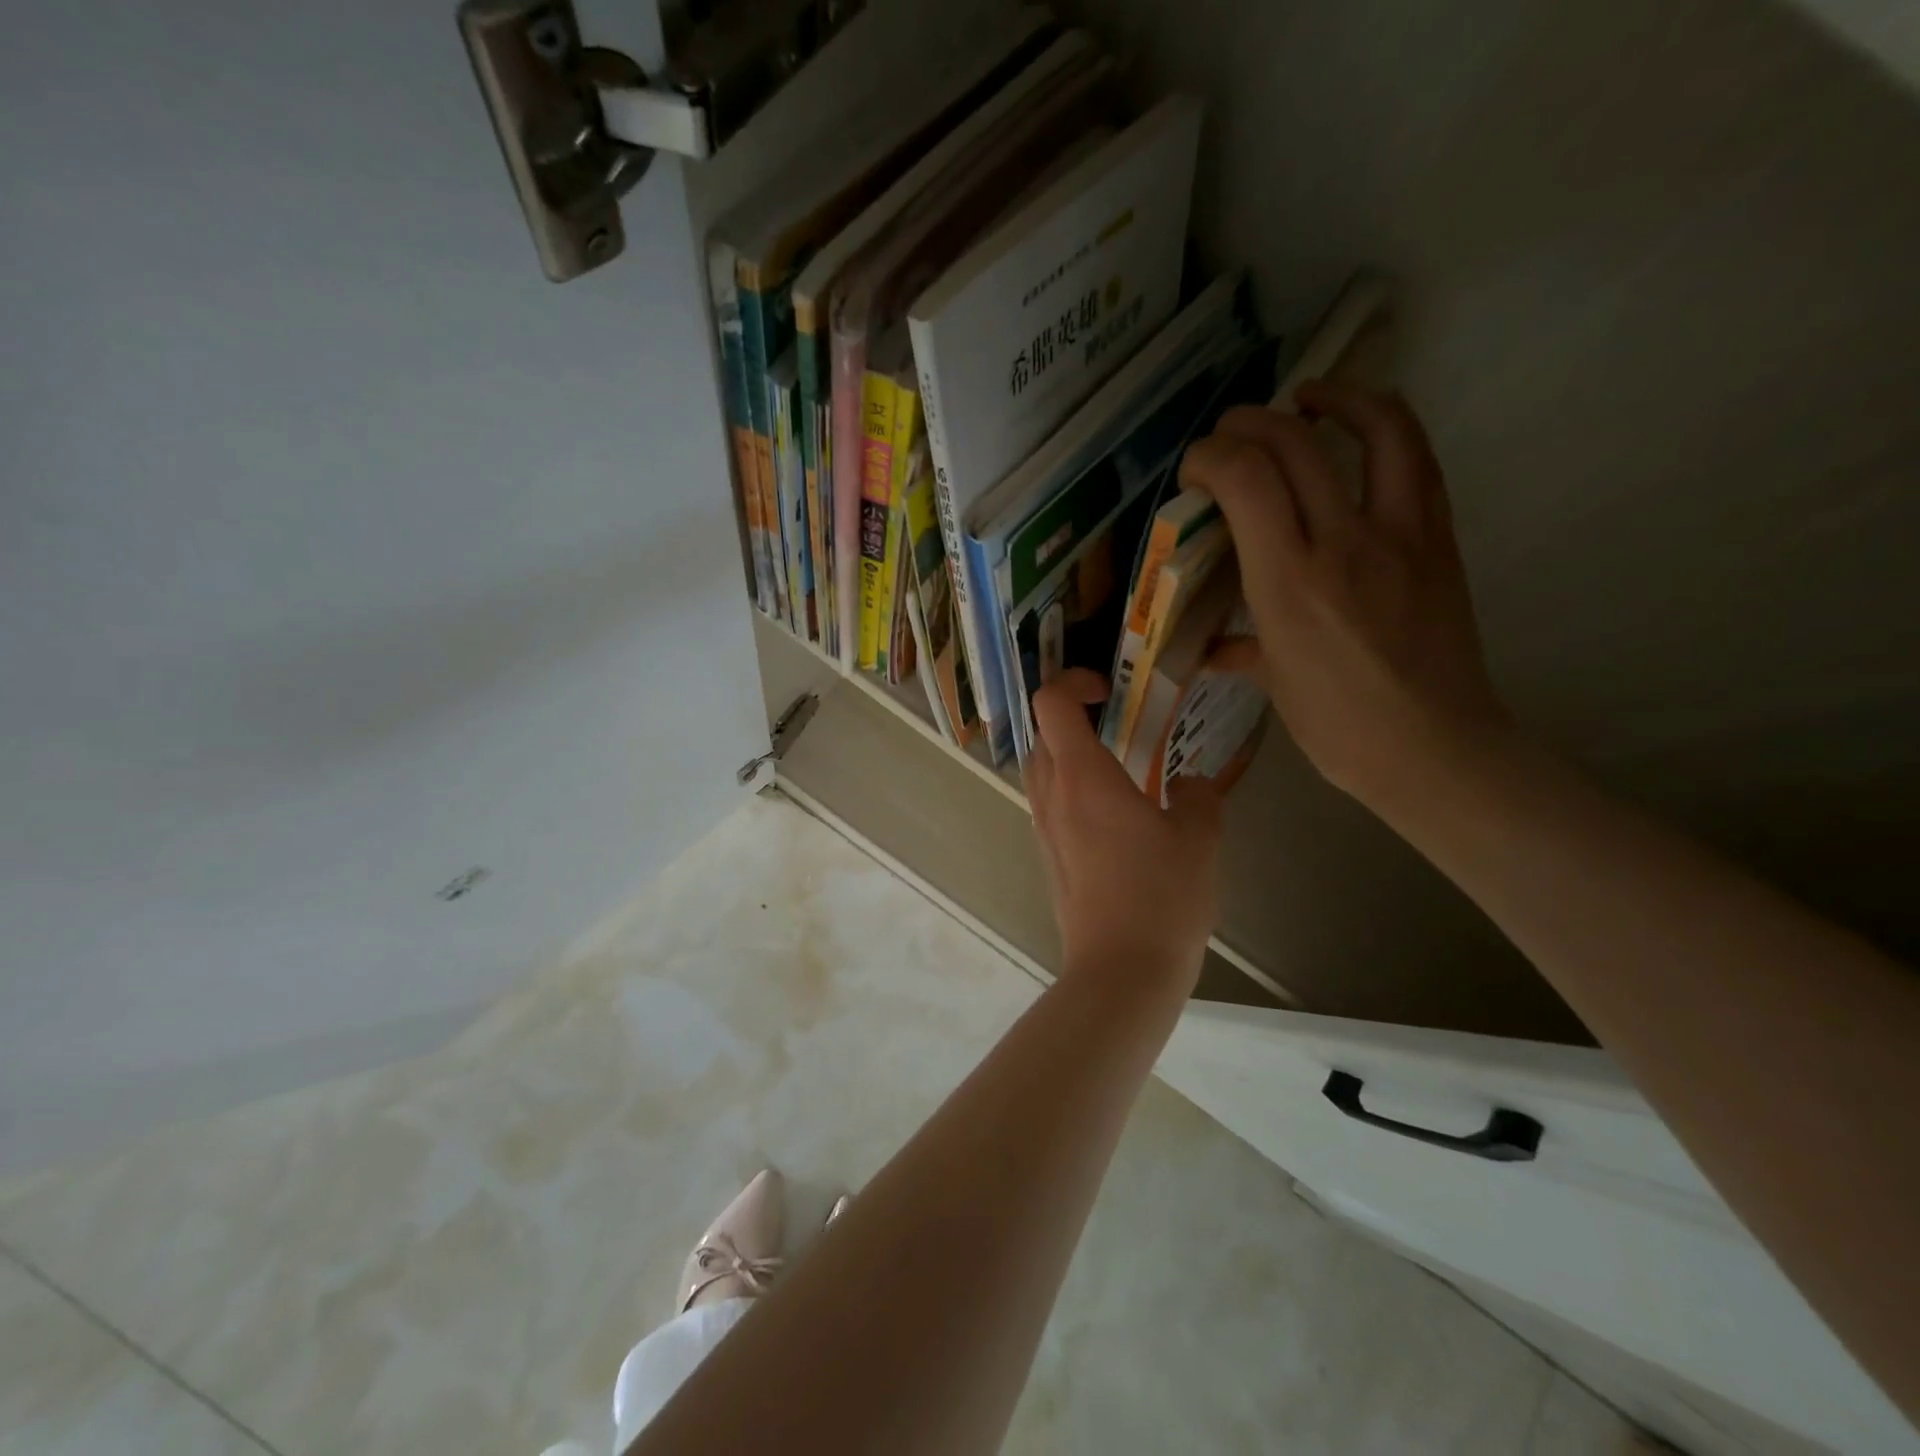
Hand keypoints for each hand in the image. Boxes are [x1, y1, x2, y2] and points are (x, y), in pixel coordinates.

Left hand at [1024, 669, 1222, 995]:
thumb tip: (1187, 785)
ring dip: (1069, 754)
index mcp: (1082, 776)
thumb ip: (1196, 797)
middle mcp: (1051, 795)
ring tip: (1118, 766)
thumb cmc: (1161, 897)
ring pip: (1041, 769)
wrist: (1121, 971)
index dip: (1073, 682)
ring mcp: (1043, 828)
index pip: (1051, 703)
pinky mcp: (1047, 857)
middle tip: (1118, 723)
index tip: (1109, 690)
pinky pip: (1049, 804)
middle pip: (1041, 733)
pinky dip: (1071, 789)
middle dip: (1072, 716)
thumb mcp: (1199, 838)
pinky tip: (1114, 813)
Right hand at [1180, 382, 1511, 806]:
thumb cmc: (1336, 725)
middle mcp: (1342, 543)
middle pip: (1293, 444)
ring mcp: (1400, 533)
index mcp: (1288, 583)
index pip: (1246, 480)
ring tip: (1305, 399)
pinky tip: (1360, 431)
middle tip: (1228, 436)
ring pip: (1375, 428)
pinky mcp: (1438, 536)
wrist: (1432, 746)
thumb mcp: (1272, 682)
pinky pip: (1416, 459)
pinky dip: (1385, 426)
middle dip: (1248, 424)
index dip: (1212, 456)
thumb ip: (1237, 648)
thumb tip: (1209, 646)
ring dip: (1333, 398)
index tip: (1195, 471)